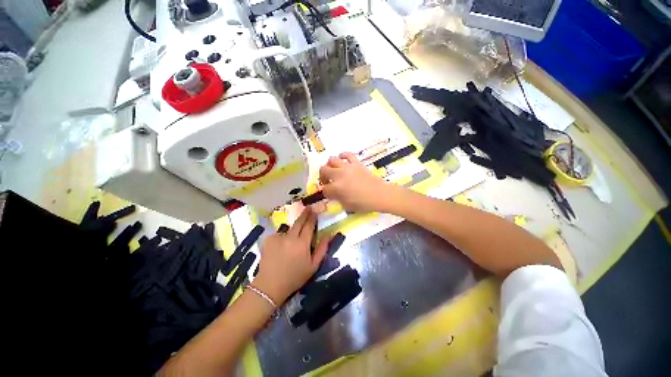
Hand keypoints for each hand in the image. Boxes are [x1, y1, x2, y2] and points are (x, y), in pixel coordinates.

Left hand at [253, 208, 329, 304]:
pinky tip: (280, 247)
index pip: (309, 226)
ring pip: (288, 229)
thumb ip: (322, 249)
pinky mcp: (268, 240)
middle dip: (304, 214)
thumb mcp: (313, 266)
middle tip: (308, 208)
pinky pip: (279, 234)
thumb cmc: (295, 277)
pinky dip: (282, 238)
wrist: (270, 286)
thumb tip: (329, 235)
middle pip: (299, 222)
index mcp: (302, 243)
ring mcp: (278, 237)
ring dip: (292, 230)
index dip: (312, 217)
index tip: (315, 211)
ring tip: (291, 241)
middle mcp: (290, 237)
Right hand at [319, 152, 395, 212]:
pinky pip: (347, 154)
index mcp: (336, 188)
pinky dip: (343, 155)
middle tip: (327, 181)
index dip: (325, 192)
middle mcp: (339, 175)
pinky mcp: (356, 162)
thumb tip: (333, 194)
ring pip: (332, 160)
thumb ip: (337, 198)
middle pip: (323, 170)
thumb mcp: (346, 205)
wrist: (379, 195)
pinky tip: (342, 160)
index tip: (329, 194)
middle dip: (323, 176)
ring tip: (333, 170)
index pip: (324, 188)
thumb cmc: (363, 203)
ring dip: (330, 165)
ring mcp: (347, 167)